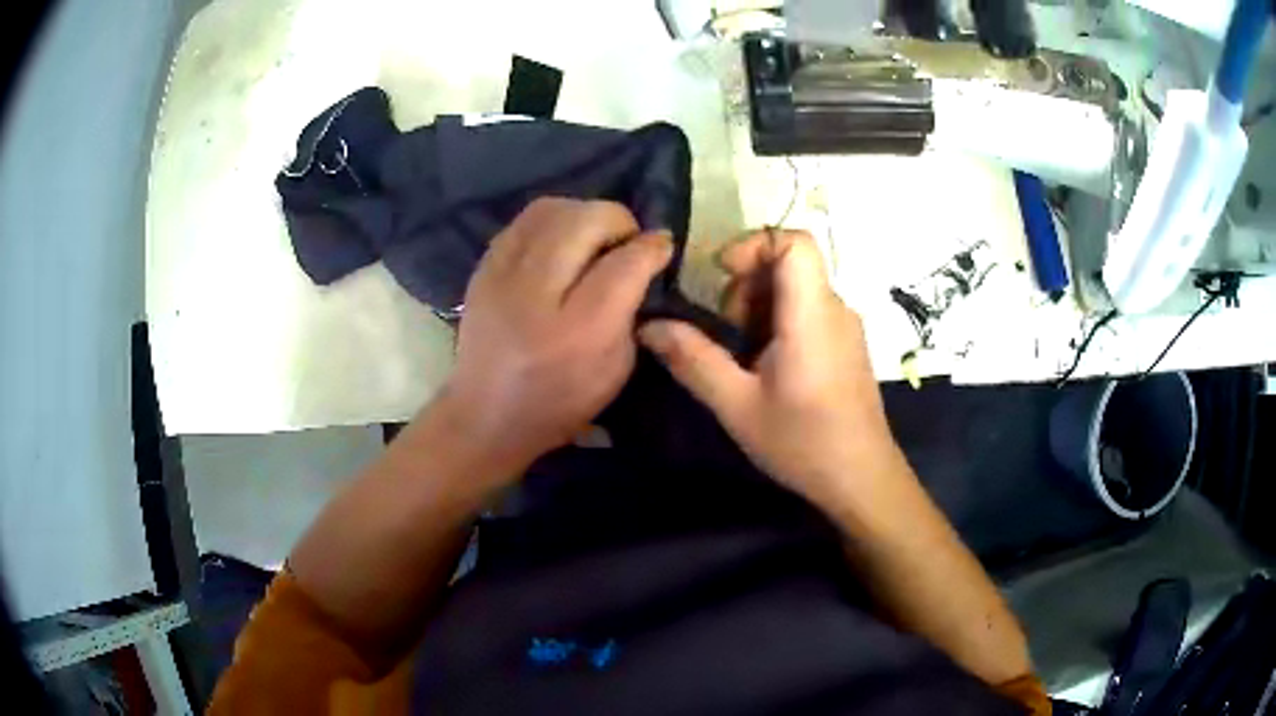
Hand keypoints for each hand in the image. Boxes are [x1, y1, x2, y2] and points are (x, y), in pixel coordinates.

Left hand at [437, 198, 672, 483]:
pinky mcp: (483, 267)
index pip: (625, 262)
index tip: (661, 247)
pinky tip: (561, 243)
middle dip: (618, 220)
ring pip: (552, 209)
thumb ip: (633, 308)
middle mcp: (537, 293)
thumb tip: (643, 256)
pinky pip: (524, 220)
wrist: (486, 414)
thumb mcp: (616, 368)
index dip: (652, 246)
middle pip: (585, 220)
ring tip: (593, 237)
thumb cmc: (560, 401)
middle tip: (625, 242)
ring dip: (583, 214)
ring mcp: (501, 275)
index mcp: (579, 330)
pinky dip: (553, 221)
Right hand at [638, 230, 899, 511]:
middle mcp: (835, 308)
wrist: (861, 479)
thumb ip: (692, 359)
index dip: (754, 244)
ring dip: (759, 308)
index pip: (795, 241)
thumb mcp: (737, 405)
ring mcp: (845, 327)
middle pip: (789, 264)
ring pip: (797, 289)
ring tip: (741, 357)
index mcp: (812, 313)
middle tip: (724, 333)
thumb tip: (648, 326)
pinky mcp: (847, 345)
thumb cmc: (803, 442)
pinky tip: (766, 369)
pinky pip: (809, 312)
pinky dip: (779, 323)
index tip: (721, 276)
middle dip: (747, 285)